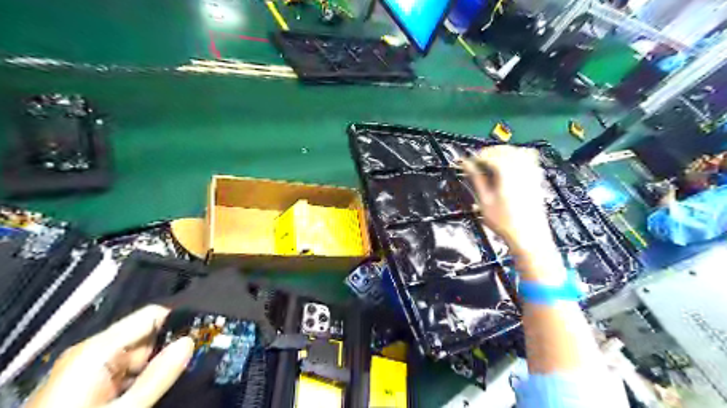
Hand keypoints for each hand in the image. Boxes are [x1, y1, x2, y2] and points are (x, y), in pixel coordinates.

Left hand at [26, 306, 193, 407]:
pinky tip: (155, 390)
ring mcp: (90, 369)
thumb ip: (157, 376)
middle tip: (198, 359)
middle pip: (148, 336)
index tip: (207, 330)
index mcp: (97, 349)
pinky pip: (128, 371)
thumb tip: (189, 343)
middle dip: (171, 347)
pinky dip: (145, 377)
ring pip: (140, 356)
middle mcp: (93, 352)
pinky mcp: (90, 384)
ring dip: (159, 365)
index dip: (180, 320)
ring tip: (180, 376)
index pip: (151, 315)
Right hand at [466, 145, 561, 279]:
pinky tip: (510, 164)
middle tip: (476, 161)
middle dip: (489, 152)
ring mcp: (531, 173)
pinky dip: (517, 156)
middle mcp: (521, 169)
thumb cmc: (504, 222)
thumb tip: (466, 165)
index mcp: (506, 173)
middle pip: (504, 150)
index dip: (476, 156)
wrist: (529, 237)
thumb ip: (476, 179)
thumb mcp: (484, 201)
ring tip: (491, 161)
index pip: (490, 155)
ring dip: (502, 152)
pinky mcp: (536, 179)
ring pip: (517, 151)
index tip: (467, 161)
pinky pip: (529, 159)